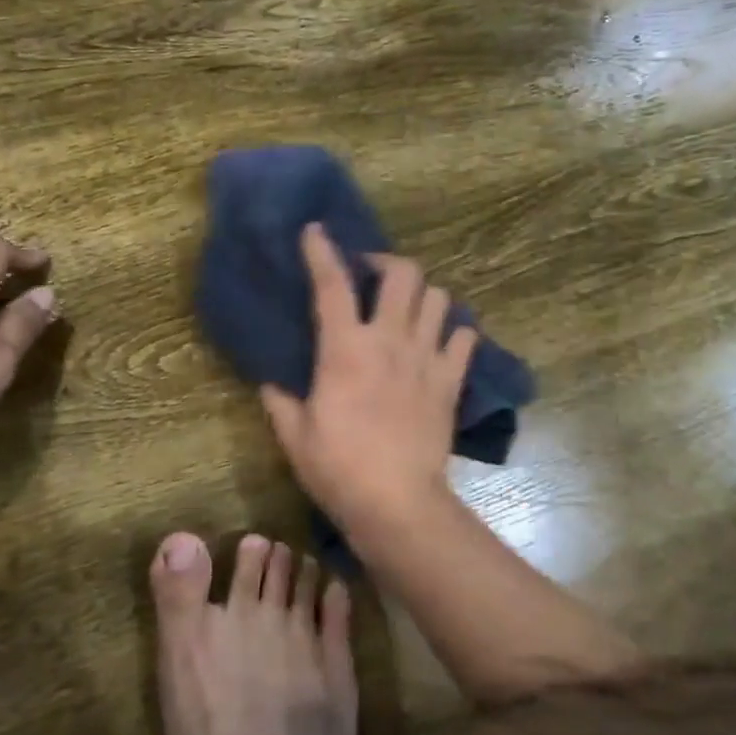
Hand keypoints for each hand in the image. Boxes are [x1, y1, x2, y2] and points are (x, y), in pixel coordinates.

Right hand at [261, 224, 477, 534]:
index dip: (322, 251)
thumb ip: (280, 401)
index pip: (332, 284)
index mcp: (345, 349)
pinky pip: (464, 339)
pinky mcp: (451, 381)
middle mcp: (389, 341)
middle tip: (371, 275)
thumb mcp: (294, 436)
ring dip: (423, 295)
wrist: (397, 503)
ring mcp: (426, 358)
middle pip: (403, 273)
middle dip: (386, 261)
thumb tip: (270, 383)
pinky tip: (440, 344)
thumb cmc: (339, 469)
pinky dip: (454, 333)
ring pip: (439, 298)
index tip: (316, 231)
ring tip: (408, 309)